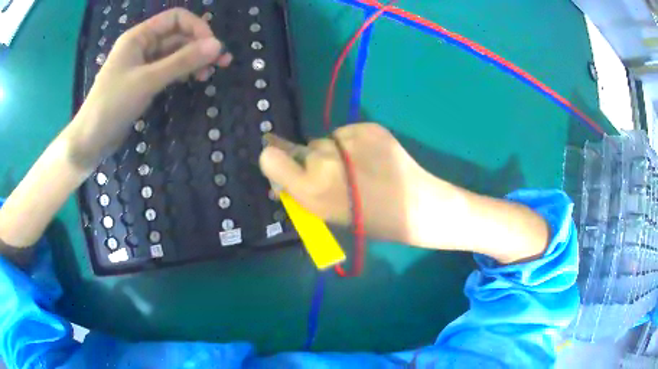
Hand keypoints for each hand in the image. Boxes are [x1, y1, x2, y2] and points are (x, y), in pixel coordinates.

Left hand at [65, 8, 231, 168]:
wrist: (91, 140)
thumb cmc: (112, 105)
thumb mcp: (148, 80)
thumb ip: (182, 61)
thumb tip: (218, 46)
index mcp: (139, 36)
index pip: (176, 18)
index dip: (197, 28)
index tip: (212, 47)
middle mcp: (142, 45)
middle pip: (177, 36)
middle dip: (199, 46)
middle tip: (222, 63)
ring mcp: (142, 64)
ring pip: (174, 54)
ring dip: (193, 60)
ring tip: (209, 75)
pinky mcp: (143, 82)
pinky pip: (167, 70)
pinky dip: (182, 73)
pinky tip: (193, 80)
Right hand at [259, 123, 548, 262]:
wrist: (420, 207)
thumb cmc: (375, 221)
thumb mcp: (330, 216)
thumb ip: (303, 194)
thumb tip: (282, 181)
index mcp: (312, 191)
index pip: (270, 158)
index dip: (276, 161)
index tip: (287, 168)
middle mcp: (325, 160)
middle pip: (303, 148)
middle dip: (313, 161)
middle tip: (338, 178)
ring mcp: (349, 139)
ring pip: (327, 140)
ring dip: (335, 152)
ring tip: (361, 169)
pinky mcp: (370, 127)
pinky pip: (348, 133)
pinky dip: (355, 143)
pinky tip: (374, 159)